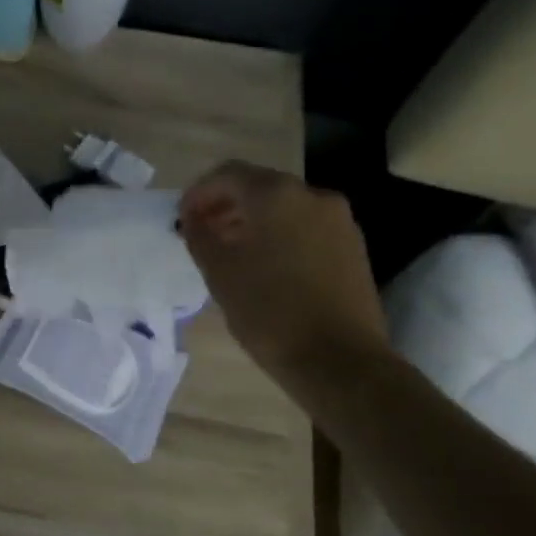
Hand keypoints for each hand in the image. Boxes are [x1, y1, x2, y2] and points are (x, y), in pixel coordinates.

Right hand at [179, 161, 388, 385]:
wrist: (340, 361)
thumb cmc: (269, 311)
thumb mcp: (218, 272)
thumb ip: (199, 235)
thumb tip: (193, 219)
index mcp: (276, 194)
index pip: (228, 174)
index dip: (199, 193)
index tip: (182, 219)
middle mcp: (312, 196)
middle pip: (258, 187)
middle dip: (226, 206)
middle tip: (202, 233)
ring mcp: (339, 221)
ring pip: (284, 208)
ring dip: (252, 221)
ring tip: (230, 252)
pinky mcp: (352, 247)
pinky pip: (305, 227)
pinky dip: (279, 235)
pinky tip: (264, 266)